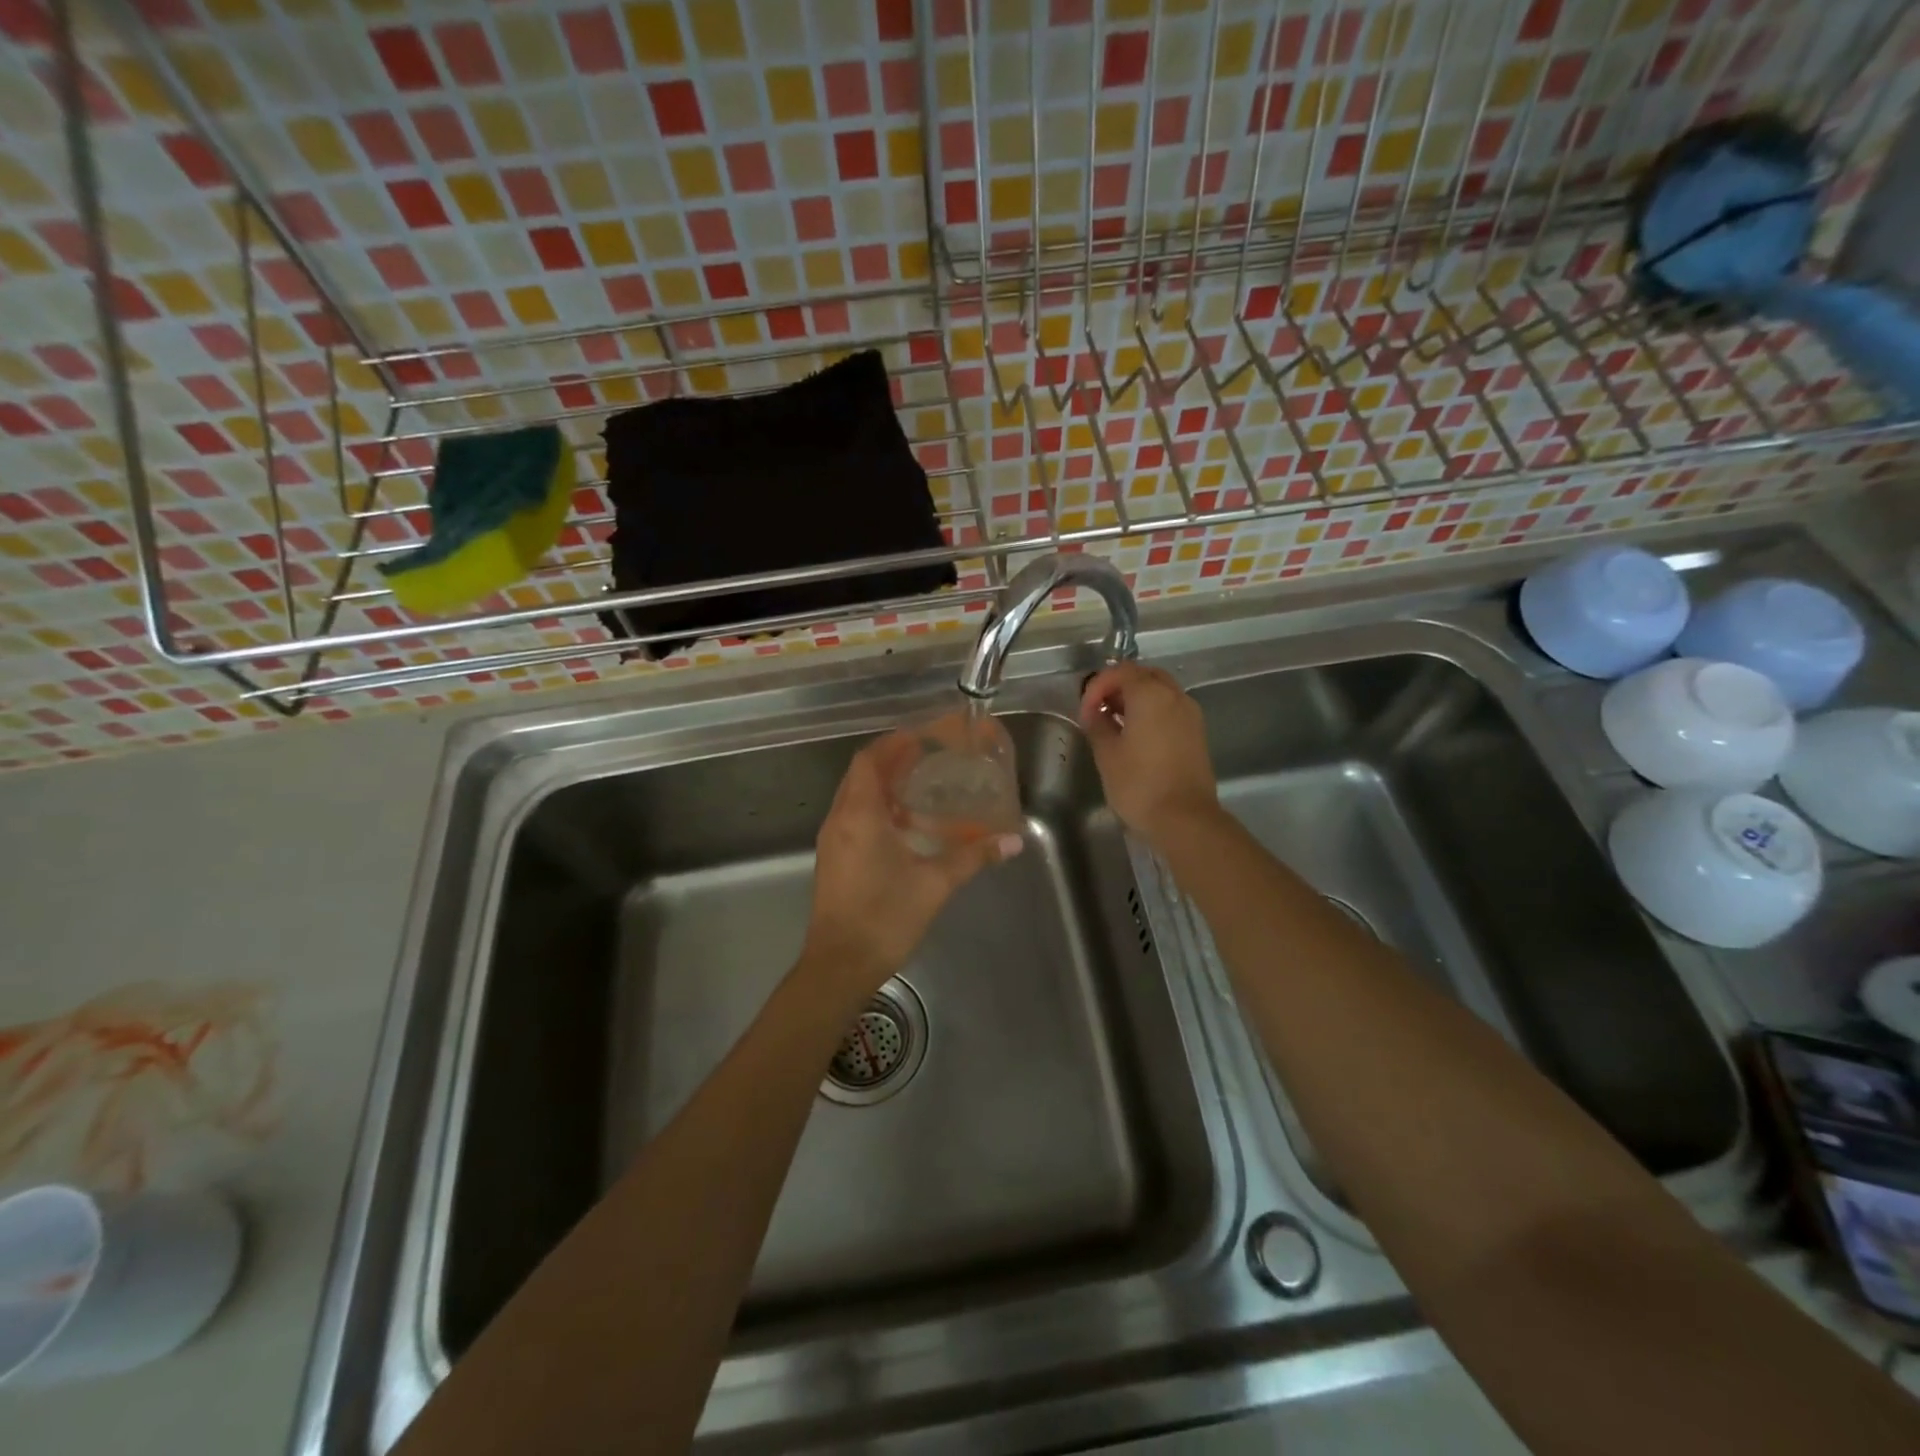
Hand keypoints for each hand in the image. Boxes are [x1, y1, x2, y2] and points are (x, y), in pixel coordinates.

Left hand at [800, 730, 1022, 997]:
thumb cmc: (885, 917)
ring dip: (884, 786)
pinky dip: (877, 810)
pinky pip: (854, 818)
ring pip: (855, 797)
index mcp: (859, 815)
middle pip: (861, 774)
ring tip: (921, 786)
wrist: (840, 965)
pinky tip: (906, 827)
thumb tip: (1013, 841)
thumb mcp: (935, 883)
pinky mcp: (834, 860)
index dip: (894, 743)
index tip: (922, 737)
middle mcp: (839, 819)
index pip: (870, 760)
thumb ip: (974, 857)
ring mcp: (833, 841)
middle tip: (927, 757)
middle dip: (891, 761)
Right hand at [1080, 663, 1220, 847]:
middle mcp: (1175, 696)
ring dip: (1136, 698)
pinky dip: (1151, 711)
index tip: (1085, 711)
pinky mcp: (1197, 733)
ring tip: (1114, 722)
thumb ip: (1098, 724)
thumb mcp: (1107, 754)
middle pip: (1144, 675)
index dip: (1097, 687)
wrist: (1185, 819)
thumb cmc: (1139, 784)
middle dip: (1118, 686)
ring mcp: (1190, 714)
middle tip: (1099, 708)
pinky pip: (1170, 708)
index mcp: (1151, 695)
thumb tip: (1094, 712)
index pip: (1120, 672)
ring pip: (1160, 690)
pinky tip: (1135, 735)